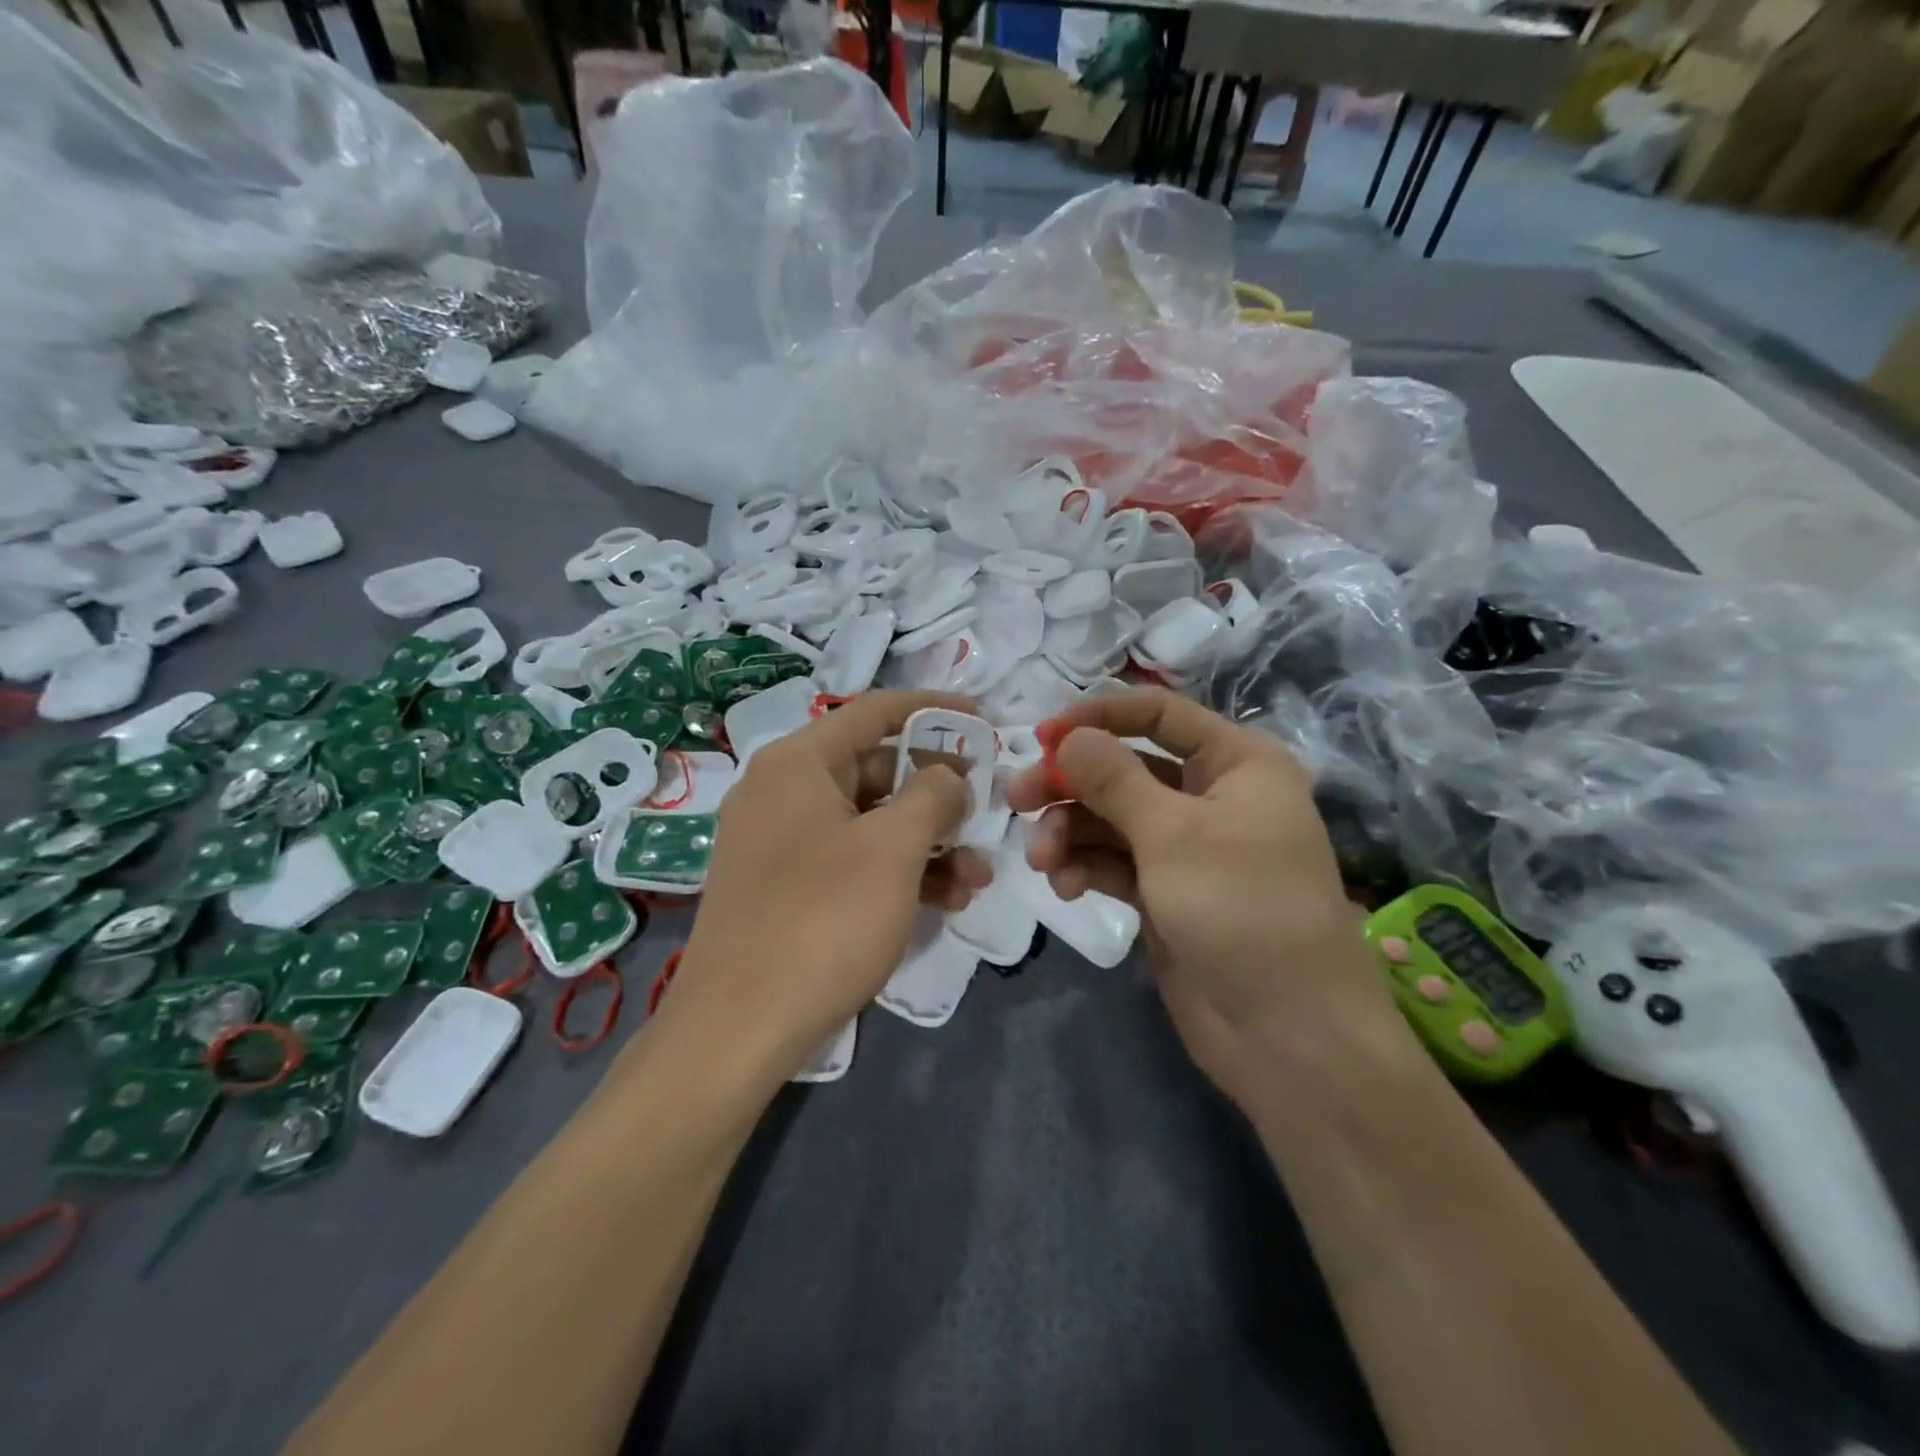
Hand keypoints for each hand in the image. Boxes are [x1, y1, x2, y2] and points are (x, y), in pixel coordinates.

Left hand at [667, 690, 993, 1082]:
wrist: (738, 1028)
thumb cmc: (823, 919)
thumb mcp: (893, 848)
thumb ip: (933, 795)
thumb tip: (947, 775)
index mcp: (799, 762)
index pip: (876, 711)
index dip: (934, 709)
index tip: (983, 722)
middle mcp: (783, 790)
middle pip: (876, 769)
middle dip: (940, 795)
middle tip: (986, 815)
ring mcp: (781, 842)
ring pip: (870, 822)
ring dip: (928, 843)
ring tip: (977, 877)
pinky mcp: (786, 887)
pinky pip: (851, 860)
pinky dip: (897, 872)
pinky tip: (943, 901)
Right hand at [1005, 688, 1418, 1109]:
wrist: (1288, 1036)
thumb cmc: (1241, 909)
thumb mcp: (1172, 834)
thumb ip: (1113, 778)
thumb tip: (1069, 735)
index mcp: (1236, 763)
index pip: (1159, 714)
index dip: (1099, 716)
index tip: (1042, 735)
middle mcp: (1212, 797)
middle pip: (1124, 768)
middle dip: (1070, 783)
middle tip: (1016, 799)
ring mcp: (1187, 849)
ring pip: (1112, 819)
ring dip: (1069, 831)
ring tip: (1040, 859)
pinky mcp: (1165, 894)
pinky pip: (1114, 863)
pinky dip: (1085, 867)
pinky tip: (1063, 887)